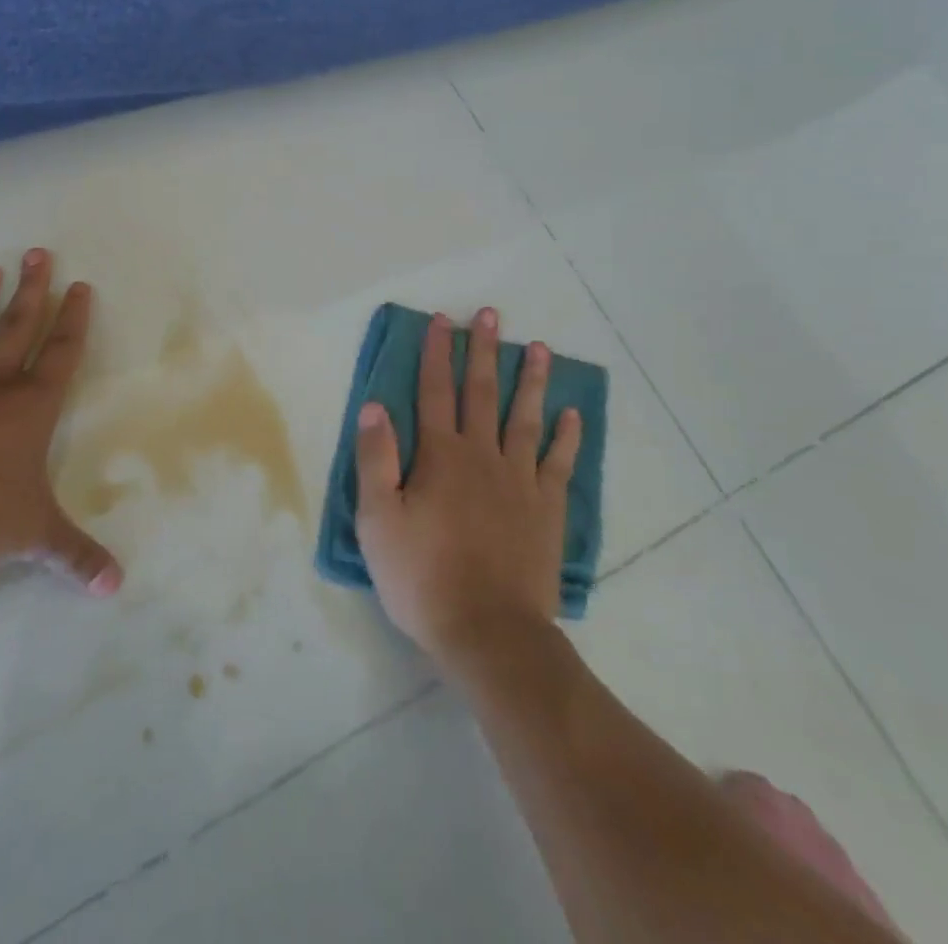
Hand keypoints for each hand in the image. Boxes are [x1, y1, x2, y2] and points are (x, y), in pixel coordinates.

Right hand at [355, 308, 580, 663]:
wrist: (489, 632)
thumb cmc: (423, 577)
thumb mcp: (378, 521)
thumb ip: (376, 460)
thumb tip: (375, 406)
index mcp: (440, 456)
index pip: (434, 391)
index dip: (436, 353)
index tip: (441, 320)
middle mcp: (482, 455)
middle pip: (482, 393)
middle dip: (482, 351)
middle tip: (490, 314)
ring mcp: (520, 481)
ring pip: (525, 418)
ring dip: (530, 380)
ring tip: (537, 347)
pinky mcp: (546, 509)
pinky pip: (559, 463)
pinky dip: (566, 437)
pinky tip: (572, 414)